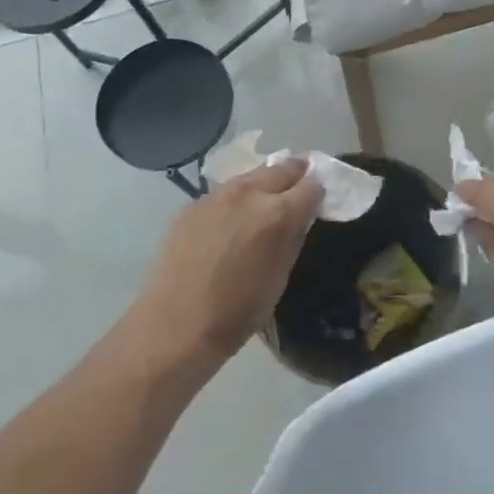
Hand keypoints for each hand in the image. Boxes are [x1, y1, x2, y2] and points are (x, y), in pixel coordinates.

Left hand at [129, 158, 323, 369]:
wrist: (175, 325)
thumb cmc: (238, 311)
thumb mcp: (281, 275)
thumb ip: (294, 236)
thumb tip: (302, 215)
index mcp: (278, 212)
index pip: (312, 184)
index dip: (319, 191)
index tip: (319, 199)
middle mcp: (250, 193)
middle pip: (283, 168)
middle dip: (296, 175)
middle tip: (299, 189)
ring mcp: (218, 195)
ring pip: (251, 176)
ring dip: (264, 184)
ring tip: (263, 204)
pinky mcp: (193, 204)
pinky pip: (223, 193)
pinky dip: (235, 201)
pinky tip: (228, 224)